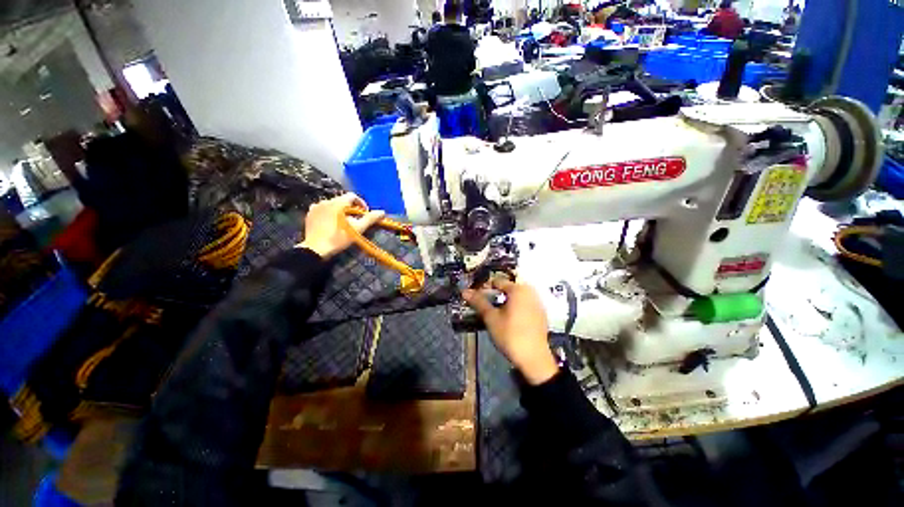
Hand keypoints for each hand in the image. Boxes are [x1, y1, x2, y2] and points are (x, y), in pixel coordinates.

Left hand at [298, 193, 384, 258]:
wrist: (316, 249)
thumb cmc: (339, 238)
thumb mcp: (358, 229)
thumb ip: (370, 219)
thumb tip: (382, 212)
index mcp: (338, 203)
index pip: (352, 196)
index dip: (361, 204)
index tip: (365, 214)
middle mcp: (325, 201)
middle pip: (342, 200)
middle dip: (351, 208)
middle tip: (356, 220)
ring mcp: (316, 207)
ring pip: (332, 205)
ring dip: (340, 211)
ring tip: (344, 223)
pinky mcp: (310, 214)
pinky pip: (323, 209)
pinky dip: (330, 214)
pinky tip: (332, 223)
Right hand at [463, 278, 558, 384]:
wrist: (534, 359)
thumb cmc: (510, 335)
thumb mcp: (491, 318)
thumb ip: (478, 302)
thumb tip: (464, 291)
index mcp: (518, 289)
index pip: (497, 281)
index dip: (484, 288)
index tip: (476, 299)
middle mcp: (530, 292)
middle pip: (507, 288)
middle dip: (494, 296)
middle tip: (484, 308)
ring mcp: (537, 303)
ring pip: (516, 297)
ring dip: (504, 303)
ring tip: (495, 315)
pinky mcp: (541, 314)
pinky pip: (524, 305)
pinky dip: (515, 309)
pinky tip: (509, 321)